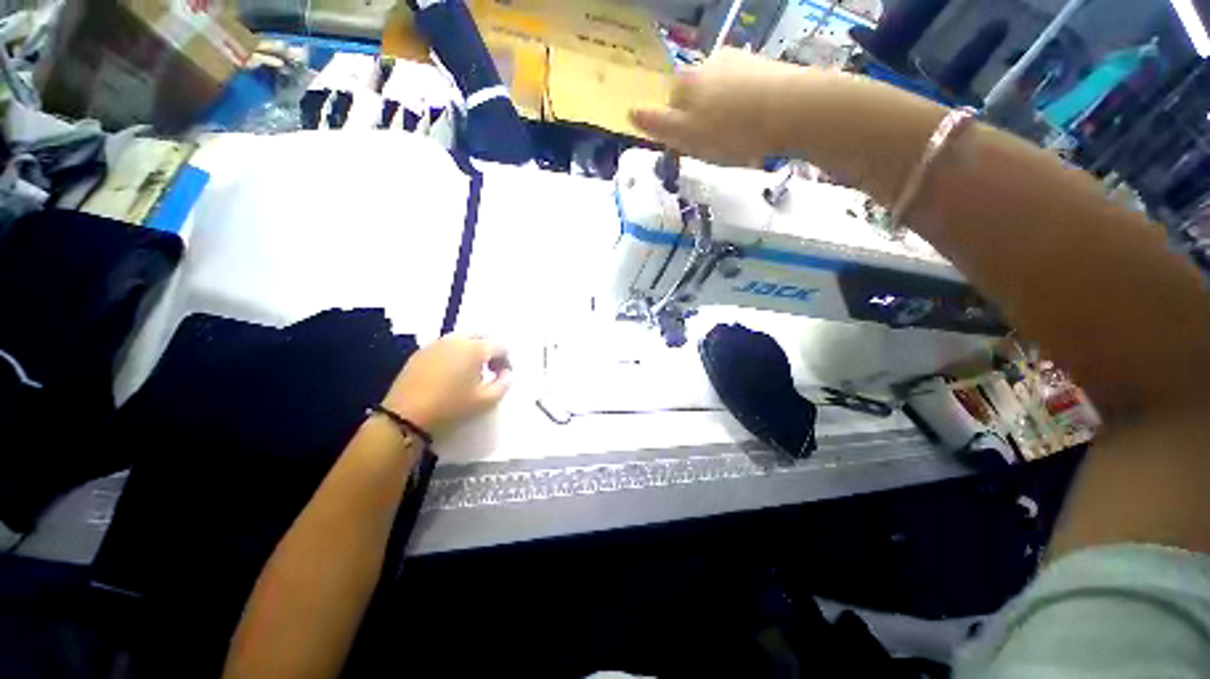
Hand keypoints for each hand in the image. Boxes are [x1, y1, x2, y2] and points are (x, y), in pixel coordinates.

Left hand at [381, 335, 511, 440]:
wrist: (405, 416)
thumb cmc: (451, 407)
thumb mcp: (486, 401)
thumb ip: (504, 384)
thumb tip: (507, 374)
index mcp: (475, 349)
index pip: (501, 346)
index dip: (506, 360)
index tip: (503, 376)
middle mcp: (457, 340)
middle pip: (481, 336)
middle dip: (489, 351)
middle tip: (489, 370)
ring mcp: (436, 344)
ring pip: (462, 339)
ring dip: (472, 351)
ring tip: (469, 372)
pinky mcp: (421, 352)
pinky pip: (445, 346)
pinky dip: (454, 354)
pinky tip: (449, 373)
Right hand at [630, 48, 800, 165]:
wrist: (788, 110)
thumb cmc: (729, 132)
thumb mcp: (686, 136)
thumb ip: (658, 125)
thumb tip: (630, 112)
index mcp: (685, 82)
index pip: (670, 104)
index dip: (677, 128)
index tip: (691, 148)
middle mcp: (708, 63)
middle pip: (695, 96)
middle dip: (701, 119)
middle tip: (716, 146)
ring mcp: (737, 60)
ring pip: (720, 92)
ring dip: (723, 112)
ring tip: (739, 137)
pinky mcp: (763, 64)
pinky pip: (744, 89)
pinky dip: (745, 105)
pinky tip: (756, 122)